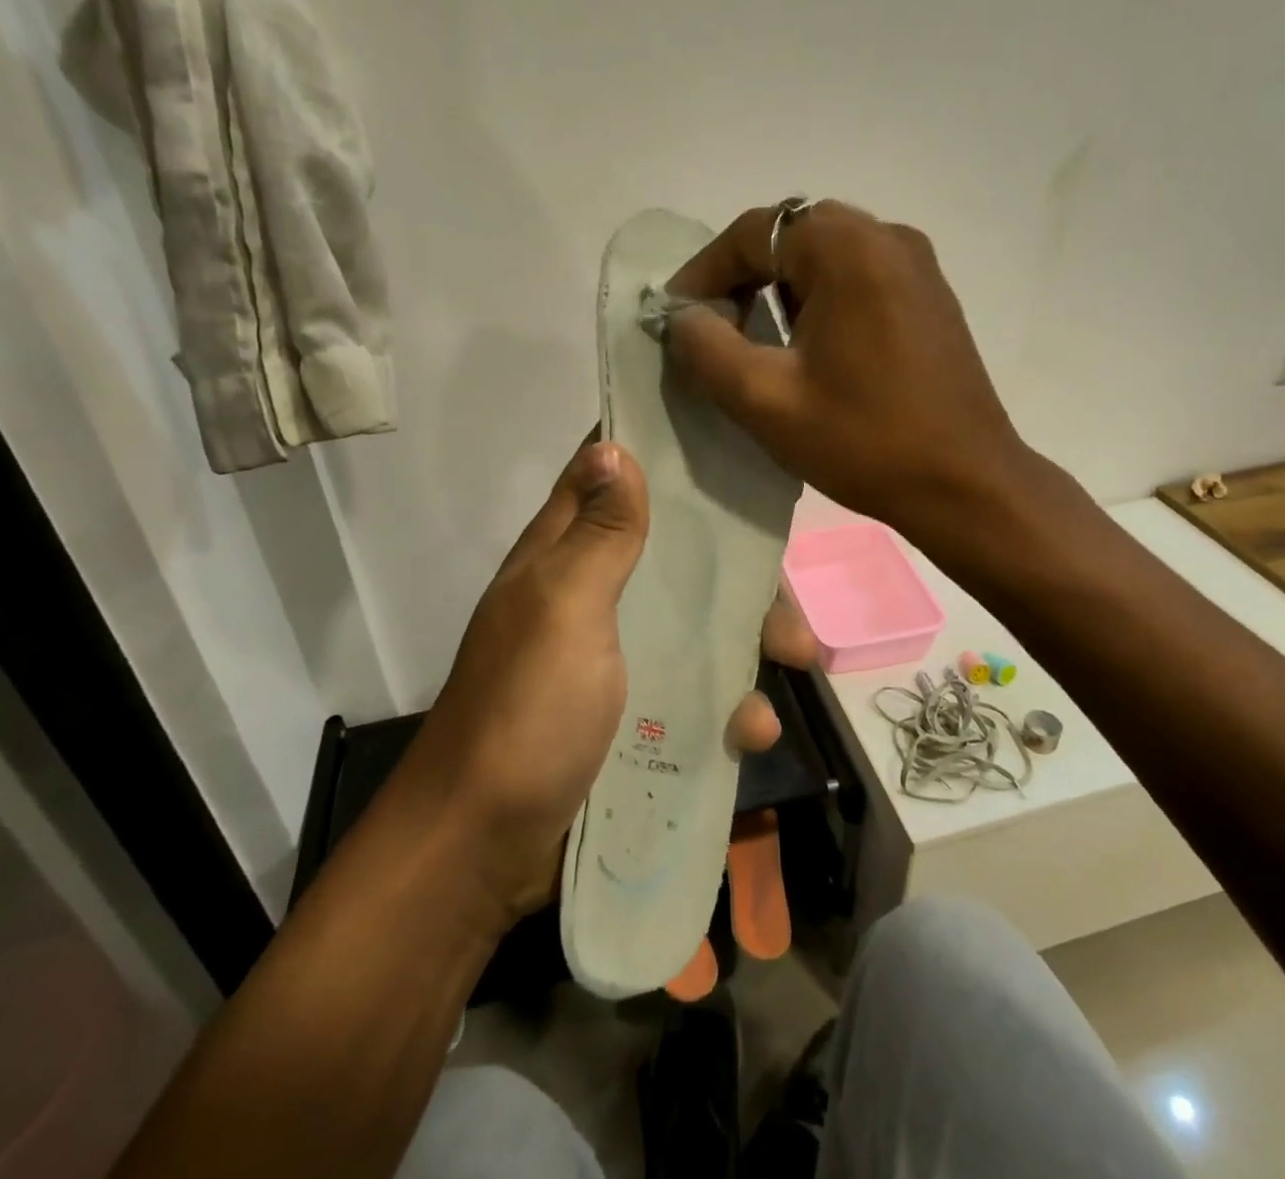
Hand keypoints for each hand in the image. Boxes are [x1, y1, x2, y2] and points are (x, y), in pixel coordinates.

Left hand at [394, 439, 814, 925]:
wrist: (486, 847)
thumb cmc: (528, 709)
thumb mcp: (565, 607)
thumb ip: (598, 533)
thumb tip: (614, 446)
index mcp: (563, 556)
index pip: (605, 477)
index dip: (654, 450)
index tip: (722, 438)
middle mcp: (590, 596)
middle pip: (670, 554)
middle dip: (730, 562)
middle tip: (784, 578)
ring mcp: (613, 658)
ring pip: (693, 623)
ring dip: (747, 636)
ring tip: (798, 655)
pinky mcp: (633, 714)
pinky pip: (694, 692)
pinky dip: (728, 704)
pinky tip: (754, 730)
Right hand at [665, 201, 1026, 546]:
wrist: (965, 484)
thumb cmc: (863, 440)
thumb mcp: (765, 399)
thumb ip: (706, 348)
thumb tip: (682, 316)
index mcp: (848, 248)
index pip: (754, 232)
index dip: (704, 271)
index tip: (676, 316)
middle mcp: (887, 237)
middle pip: (791, 235)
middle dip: (742, 276)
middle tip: (715, 327)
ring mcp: (917, 265)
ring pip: (826, 254)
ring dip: (781, 287)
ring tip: (756, 340)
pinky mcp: (930, 296)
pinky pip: (859, 275)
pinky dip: (820, 297)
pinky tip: (809, 347)